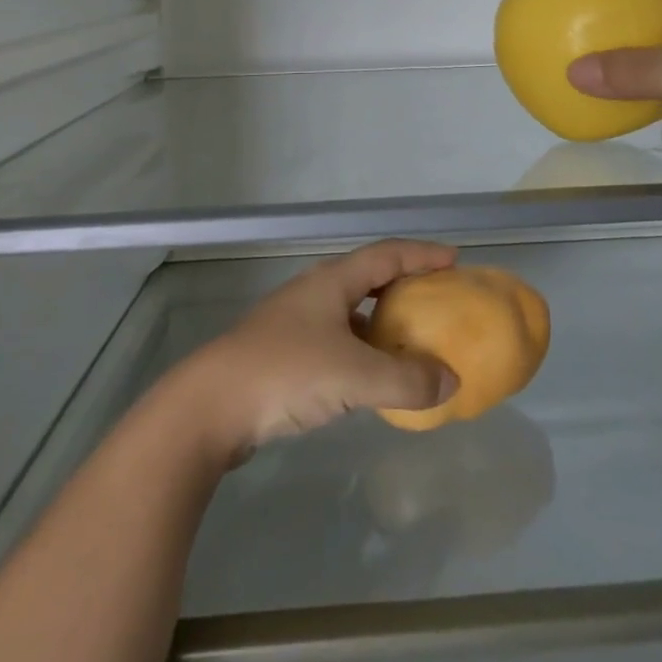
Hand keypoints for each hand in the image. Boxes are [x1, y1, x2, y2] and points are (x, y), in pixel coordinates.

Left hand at [175, 241, 461, 463]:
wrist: (208, 407)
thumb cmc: (285, 374)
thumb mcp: (354, 376)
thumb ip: (406, 379)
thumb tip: (451, 381)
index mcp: (332, 281)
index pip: (386, 255)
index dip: (422, 254)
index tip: (454, 260)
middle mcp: (314, 293)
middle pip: (368, 277)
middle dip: (404, 285)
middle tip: (437, 299)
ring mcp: (294, 322)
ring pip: (350, 311)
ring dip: (381, 321)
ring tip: (410, 339)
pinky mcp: (282, 353)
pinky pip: (336, 340)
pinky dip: (361, 350)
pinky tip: (370, 376)